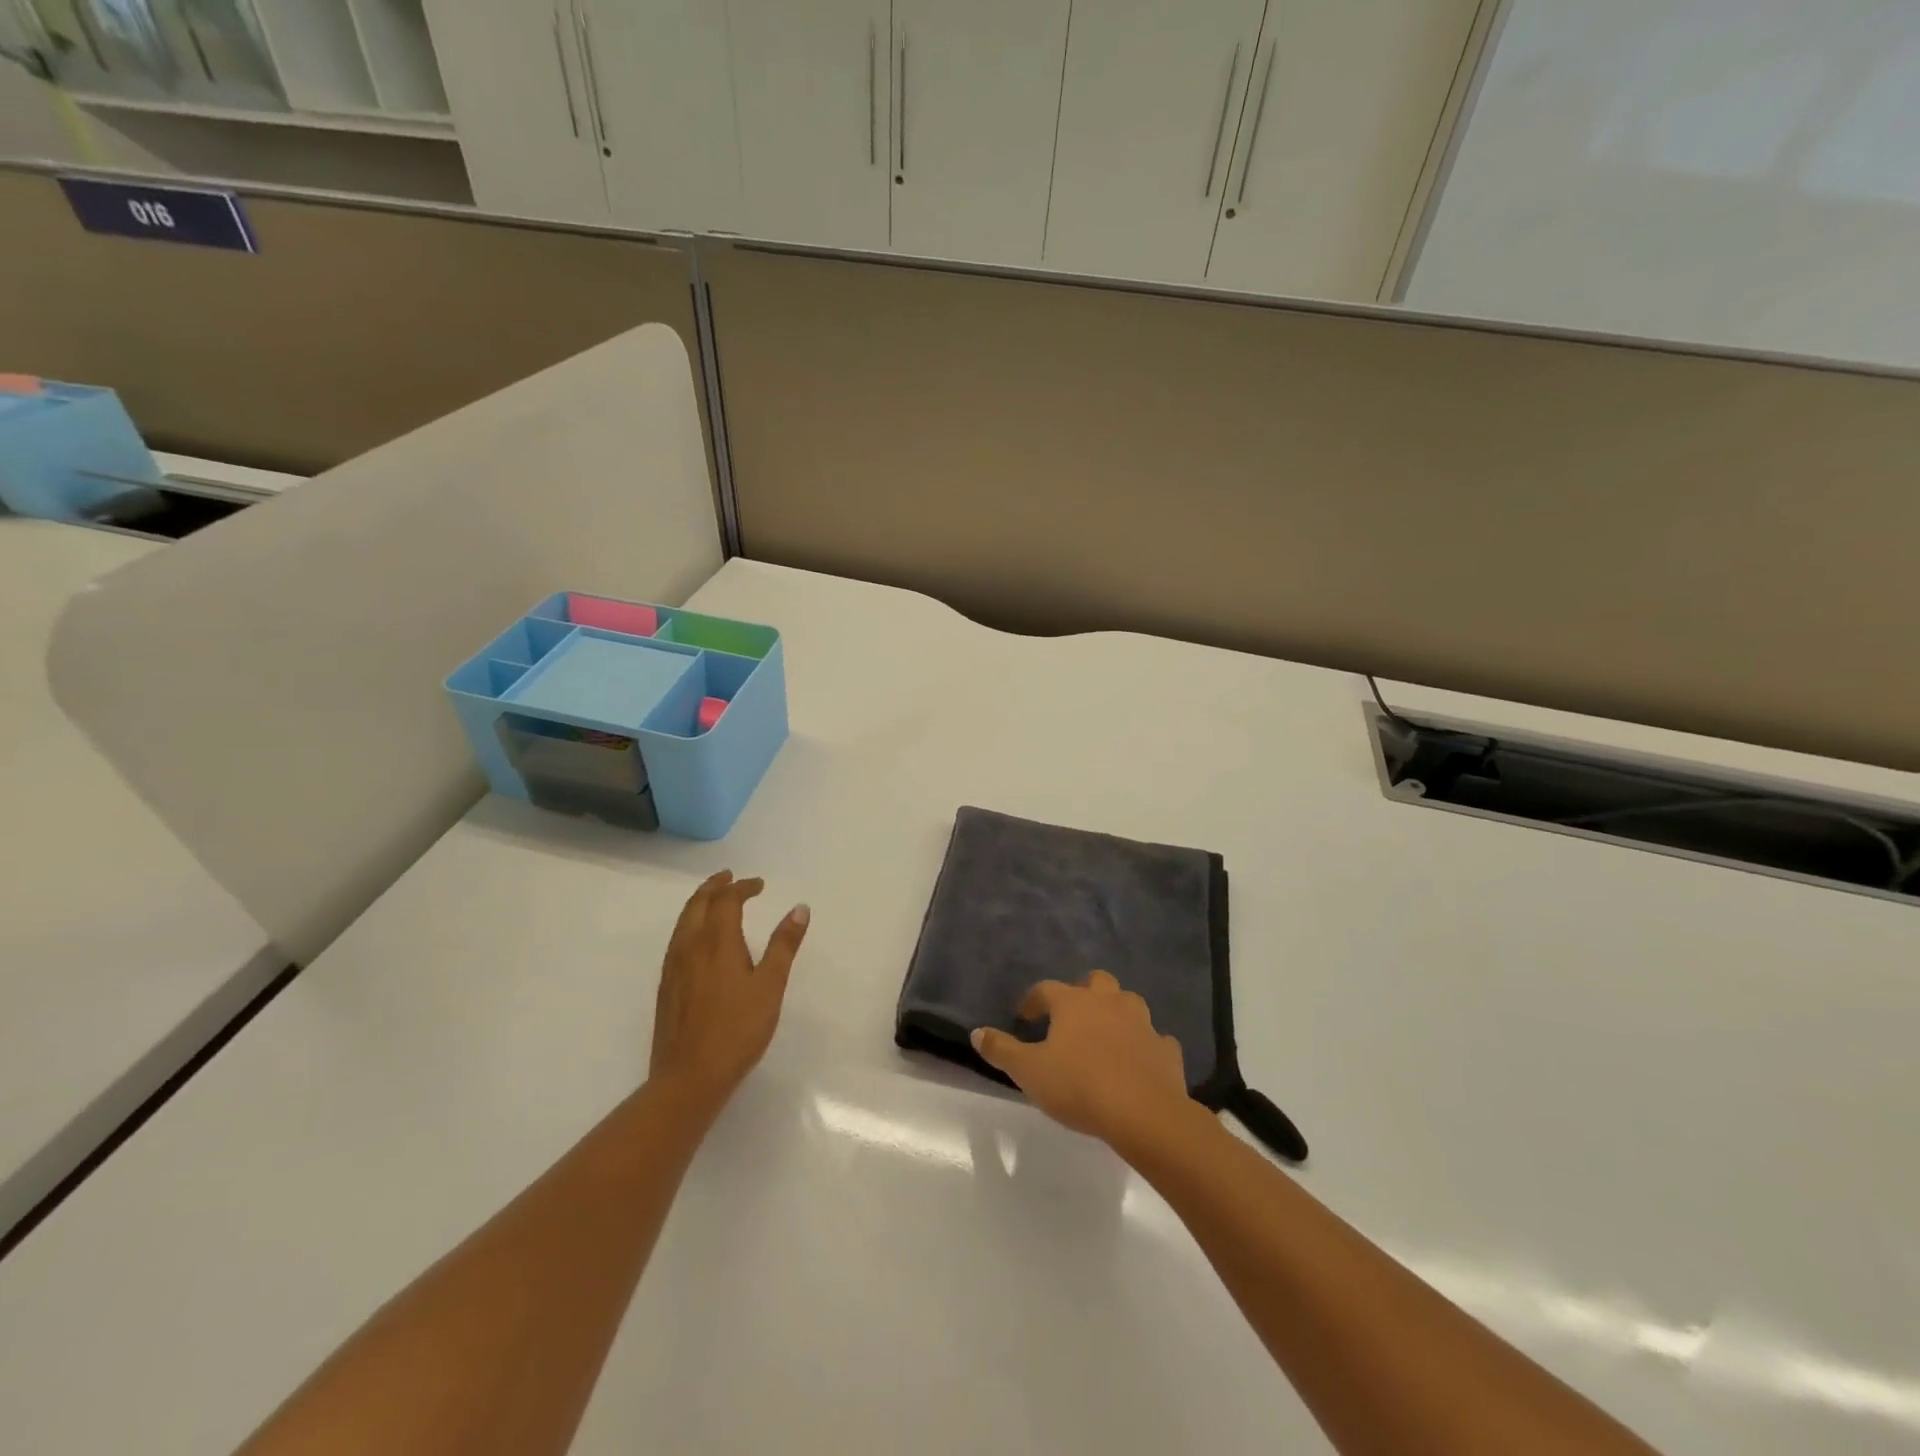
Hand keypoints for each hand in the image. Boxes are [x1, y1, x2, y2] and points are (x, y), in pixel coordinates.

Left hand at [649, 871, 808, 1108]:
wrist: (688, 1077)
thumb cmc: (737, 1030)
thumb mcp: (770, 986)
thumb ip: (784, 945)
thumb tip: (799, 908)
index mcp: (716, 942)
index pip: (727, 900)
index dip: (743, 887)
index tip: (759, 885)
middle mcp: (690, 947)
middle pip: (698, 904)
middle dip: (714, 887)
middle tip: (730, 878)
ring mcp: (673, 967)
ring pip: (683, 921)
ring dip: (700, 903)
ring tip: (715, 900)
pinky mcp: (666, 986)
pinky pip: (677, 940)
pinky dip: (691, 924)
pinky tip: (699, 940)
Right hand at [971, 970, 1202, 1152]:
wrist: (1144, 1113)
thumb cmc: (1079, 1086)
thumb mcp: (1029, 1071)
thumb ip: (1002, 1050)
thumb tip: (977, 1032)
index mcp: (1074, 1003)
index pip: (1046, 989)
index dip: (1032, 1000)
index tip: (1024, 1017)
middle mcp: (1109, 1002)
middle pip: (1096, 982)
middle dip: (1082, 993)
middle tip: (1070, 1016)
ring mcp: (1142, 1023)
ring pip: (1129, 1003)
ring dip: (1116, 1012)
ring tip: (1105, 1034)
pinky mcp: (1166, 1049)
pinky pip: (1155, 1038)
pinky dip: (1145, 1044)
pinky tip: (1138, 1060)